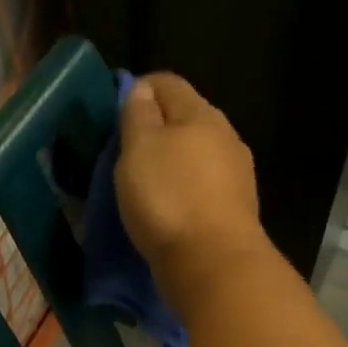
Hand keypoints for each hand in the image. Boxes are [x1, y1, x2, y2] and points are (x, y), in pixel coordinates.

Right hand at [115, 73, 267, 313]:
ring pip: (194, 155)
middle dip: (154, 128)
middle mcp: (225, 137)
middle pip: (184, 118)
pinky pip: (201, 187)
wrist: (213, 264)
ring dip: (168, 162)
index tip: (111, 112)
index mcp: (201, 114)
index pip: (167, 82)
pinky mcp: (234, 210)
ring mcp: (235, 175)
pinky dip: (181, 190)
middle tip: (121, 151)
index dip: (137, 89)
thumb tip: (142, 90)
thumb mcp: (139, 148)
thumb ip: (138, 114)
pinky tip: (166, 208)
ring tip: (140, 184)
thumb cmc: (169, 198)